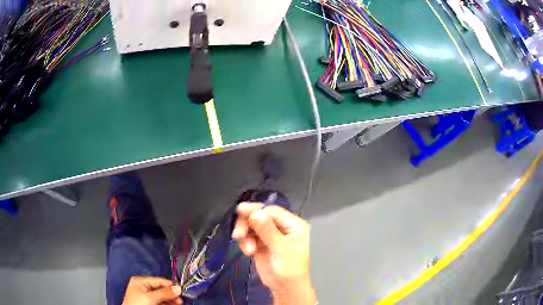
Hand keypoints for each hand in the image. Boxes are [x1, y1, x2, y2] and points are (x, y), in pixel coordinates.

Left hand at [122, 276, 181, 304]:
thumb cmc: (138, 304)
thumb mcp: (151, 297)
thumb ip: (164, 293)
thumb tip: (178, 288)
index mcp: (140, 281)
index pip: (159, 280)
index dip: (170, 285)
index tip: (181, 291)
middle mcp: (142, 286)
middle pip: (160, 288)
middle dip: (171, 294)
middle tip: (180, 300)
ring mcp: (144, 295)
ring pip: (160, 296)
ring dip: (170, 299)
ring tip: (178, 304)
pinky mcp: (146, 302)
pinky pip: (158, 301)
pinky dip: (165, 303)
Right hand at [232, 203, 316, 304]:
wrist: (285, 288)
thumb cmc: (289, 268)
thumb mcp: (280, 248)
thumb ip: (267, 230)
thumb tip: (255, 212)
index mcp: (293, 224)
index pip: (272, 211)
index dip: (256, 210)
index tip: (239, 211)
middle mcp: (282, 227)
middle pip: (260, 216)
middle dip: (248, 224)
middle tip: (238, 234)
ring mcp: (270, 235)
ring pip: (252, 226)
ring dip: (246, 235)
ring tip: (248, 250)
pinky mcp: (261, 244)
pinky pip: (249, 236)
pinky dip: (245, 242)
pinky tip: (248, 252)